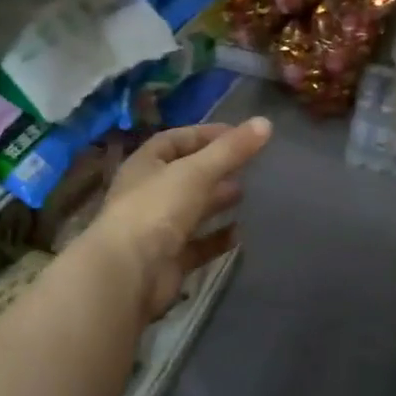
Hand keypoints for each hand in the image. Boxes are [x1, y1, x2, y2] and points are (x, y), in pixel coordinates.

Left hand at [91, 118, 272, 320]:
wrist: (129, 273)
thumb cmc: (157, 210)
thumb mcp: (196, 172)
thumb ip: (230, 150)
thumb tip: (265, 122)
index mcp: (145, 165)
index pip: (175, 140)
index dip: (206, 134)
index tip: (240, 134)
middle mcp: (148, 195)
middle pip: (185, 176)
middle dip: (216, 170)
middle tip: (250, 167)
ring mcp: (157, 229)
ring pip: (192, 210)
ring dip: (218, 202)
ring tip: (249, 195)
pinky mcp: (169, 260)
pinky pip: (198, 245)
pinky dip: (218, 239)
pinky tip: (243, 234)